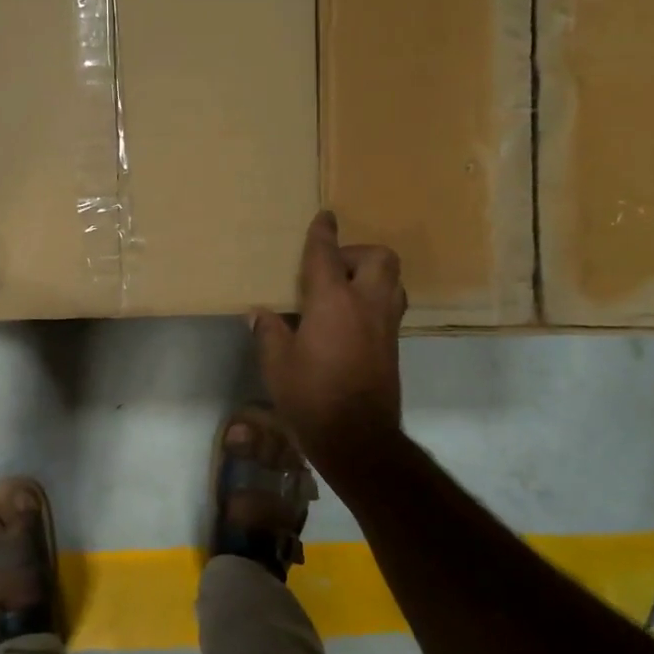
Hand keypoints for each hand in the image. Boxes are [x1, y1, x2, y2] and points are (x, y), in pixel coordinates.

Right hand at [251, 211, 404, 460]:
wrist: (357, 438)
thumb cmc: (310, 396)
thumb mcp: (276, 364)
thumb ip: (269, 332)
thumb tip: (260, 314)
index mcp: (332, 301)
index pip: (327, 255)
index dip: (323, 233)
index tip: (325, 216)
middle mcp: (366, 305)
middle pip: (378, 258)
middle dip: (357, 252)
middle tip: (332, 267)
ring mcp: (385, 326)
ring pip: (392, 281)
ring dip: (372, 275)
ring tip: (344, 290)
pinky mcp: (393, 347)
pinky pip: (390, 306)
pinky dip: (374, 300)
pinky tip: (350, 320)